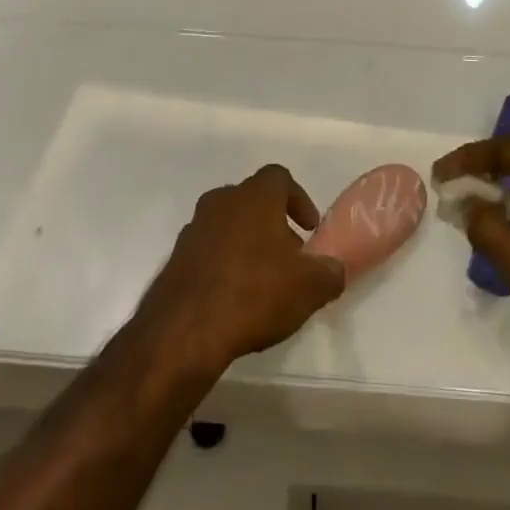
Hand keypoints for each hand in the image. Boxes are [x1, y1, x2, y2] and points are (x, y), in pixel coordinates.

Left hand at [137, 164, 345, 374]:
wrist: (184, 331)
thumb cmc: (255, 293)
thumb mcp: (309, 288)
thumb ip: (330, 273)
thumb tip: (334, 269)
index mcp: (255, 195)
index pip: (280, 178)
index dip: (299, 199)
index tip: (309, 228)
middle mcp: (222, 201)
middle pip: (252, 201)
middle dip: (273, 224)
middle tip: (289, 257)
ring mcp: (194, 228)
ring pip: (228, 225)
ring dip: (246, 244)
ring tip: (261, 281)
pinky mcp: (175, 258)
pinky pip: (207, 252)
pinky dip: (223, 265)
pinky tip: (233, 298)